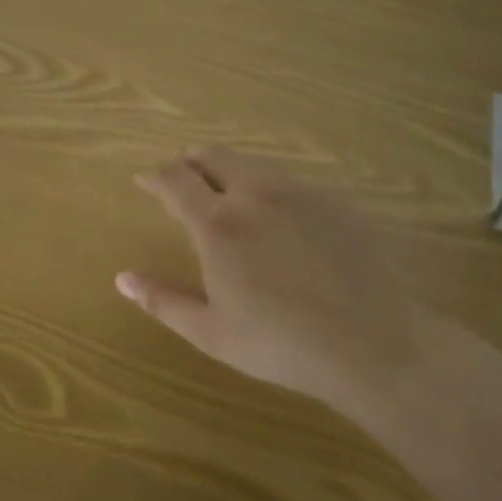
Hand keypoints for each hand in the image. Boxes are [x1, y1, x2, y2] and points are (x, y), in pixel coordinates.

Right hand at [118, 146, 426, 425]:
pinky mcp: (335, 202)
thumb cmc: (282, 345)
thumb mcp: (211, 332)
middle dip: (190, 161)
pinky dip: (268, 187)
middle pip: (212, 155)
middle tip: (183, 178)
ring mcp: (299, 193)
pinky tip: (279, 218)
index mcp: (217, 223)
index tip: (143, 180)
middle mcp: (254, 194)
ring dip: (229, 170)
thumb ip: (163, 300)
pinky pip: (289, 181)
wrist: (378, 345)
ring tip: (227, 193)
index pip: (175, 180)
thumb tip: (122, 278)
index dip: (154, 176)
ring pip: (252, 163)